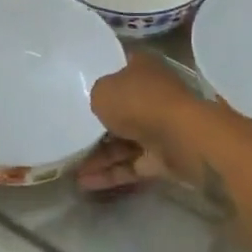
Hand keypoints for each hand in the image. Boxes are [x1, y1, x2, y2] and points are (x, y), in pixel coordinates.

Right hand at [77, 53, 200, 191]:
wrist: (183, 137)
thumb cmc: (140, 102)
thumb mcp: (103, 91)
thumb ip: (97, 96)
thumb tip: (101, 104)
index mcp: (142, 68)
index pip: (118, 68)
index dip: (99, 77)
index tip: (76, 90)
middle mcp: (152, 95)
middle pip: (120, 109)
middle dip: (96, 124)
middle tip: (68, 134)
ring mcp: (159, 127)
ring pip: (124, 141)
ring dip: (98, 156)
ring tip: (69, 168)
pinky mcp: (163, 157)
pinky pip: (131, 165)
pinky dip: (110, 173)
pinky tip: (84, 183)